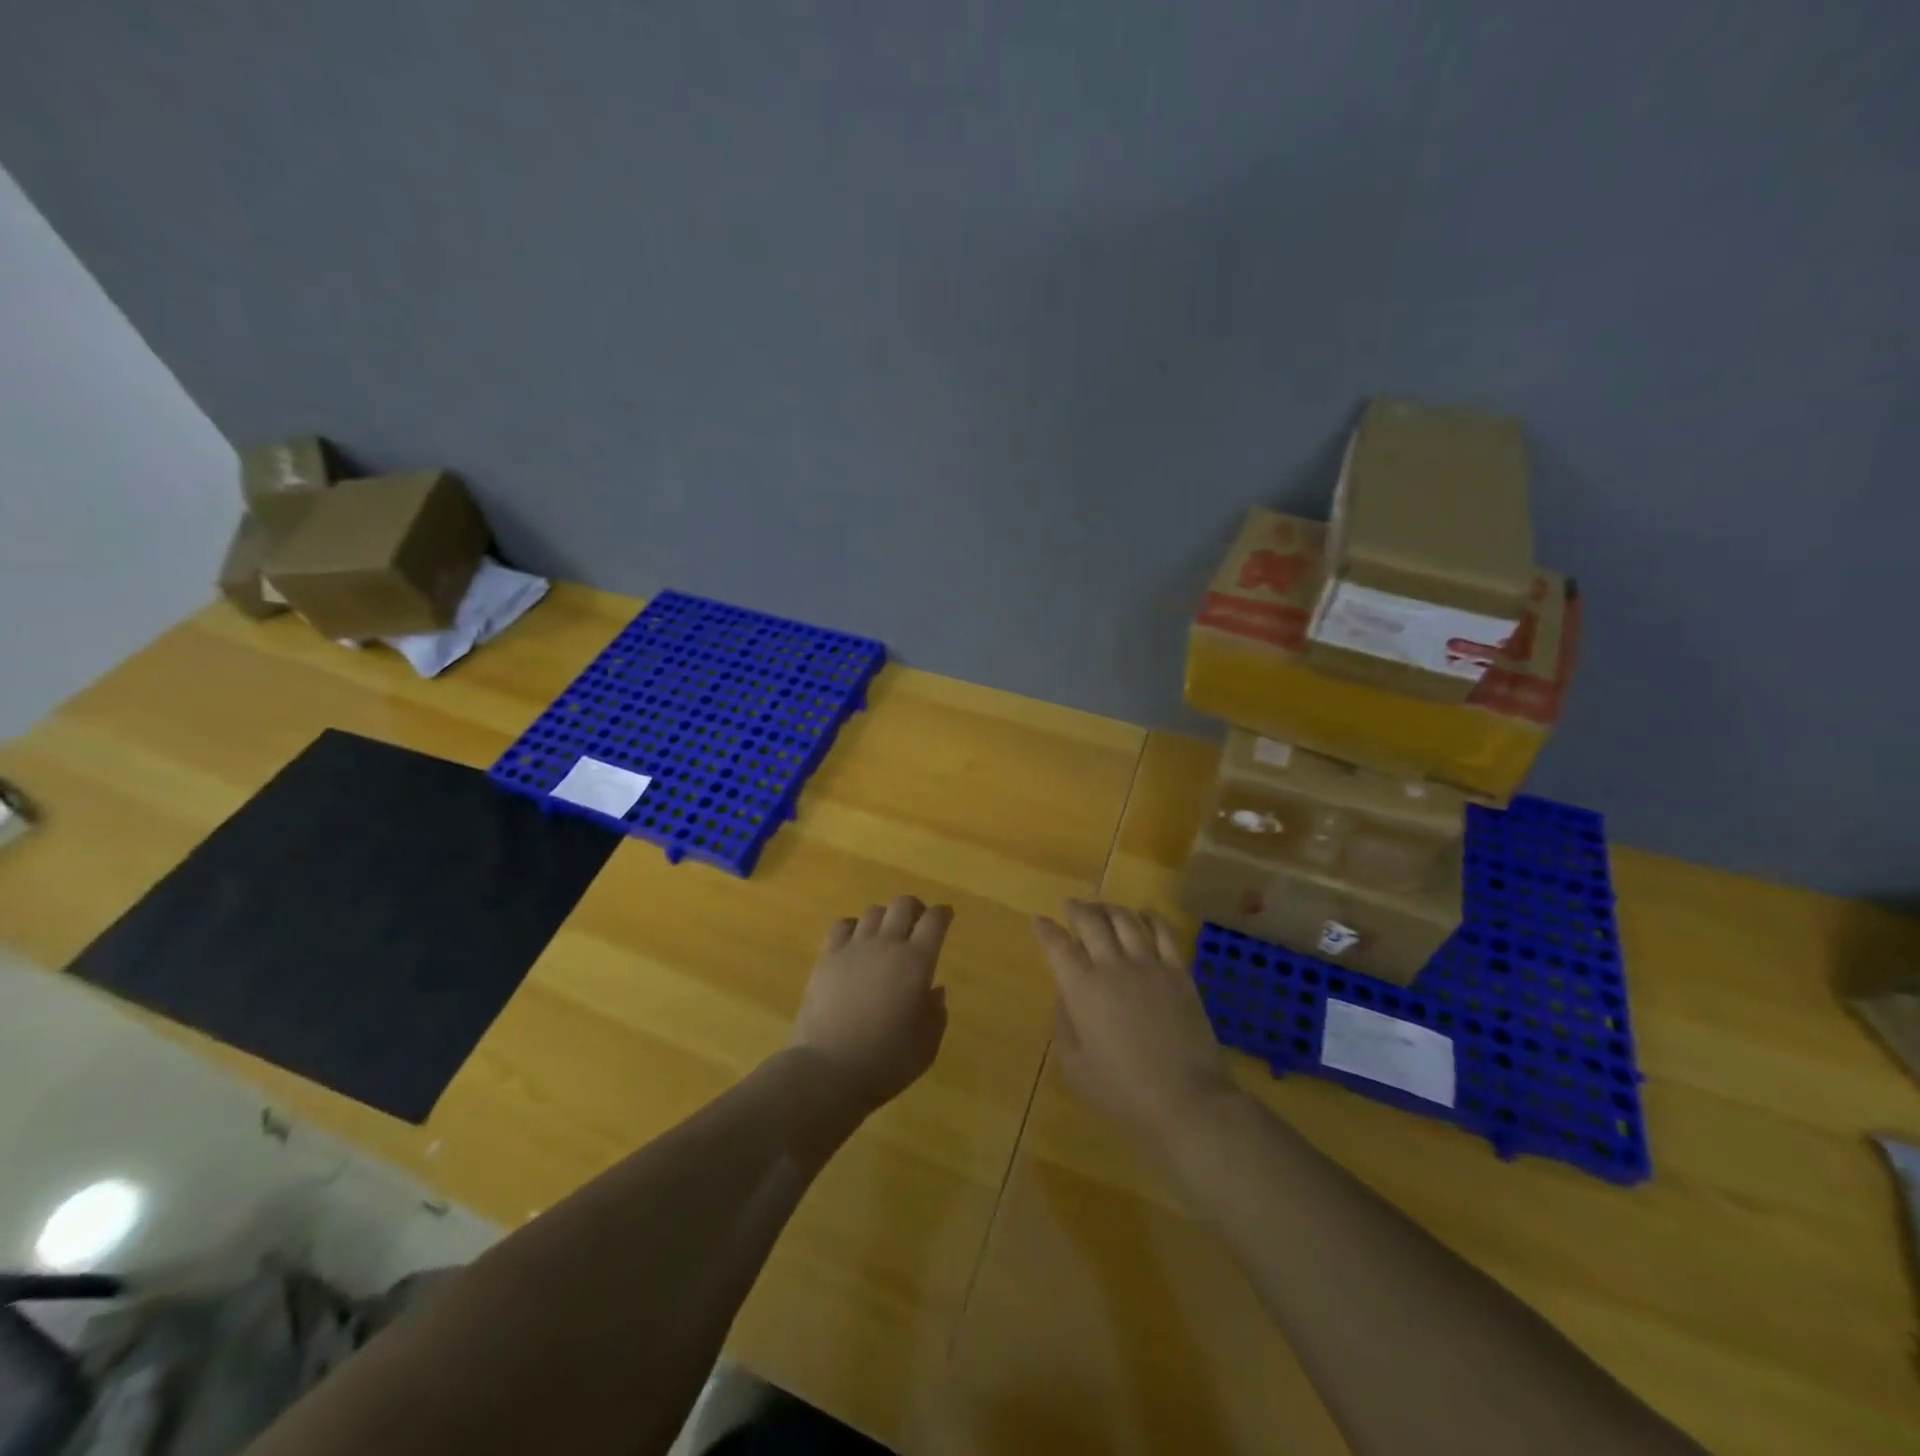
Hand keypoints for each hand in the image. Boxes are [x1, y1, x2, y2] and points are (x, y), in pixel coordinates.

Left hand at [792, 896, 951, 1106]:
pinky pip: (842, 925)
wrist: (829, 1069)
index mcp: (917, 962)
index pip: (935, 920)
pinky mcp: (827, 957)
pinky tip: (855, 943)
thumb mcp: (927, 1045)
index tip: (946, 916)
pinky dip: (853, 927)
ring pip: (874, 911)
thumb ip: (936, 1013)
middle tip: (918, 924)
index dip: (943, 914)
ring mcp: (854, 947)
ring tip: (885, 935)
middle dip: (915, 909)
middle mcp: (887, 944)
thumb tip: (934, 990)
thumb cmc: (887, 1061)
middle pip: (903, 905)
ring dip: (885, 918)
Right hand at [1037, 900, 1237, 1144]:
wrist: (1185, 1099)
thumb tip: (1064, 994)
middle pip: (1091, 921)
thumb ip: (1063, 1023)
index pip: (1057, 945)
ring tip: (1102, 907)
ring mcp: (1149, 965)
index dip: (1046, 929)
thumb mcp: (1074, 1065)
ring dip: (1109, 908)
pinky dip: (1151, 918)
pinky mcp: (1179, 972)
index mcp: (1082, 988)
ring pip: (1126, 920)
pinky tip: (1145, 914)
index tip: (1039, 920)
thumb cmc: (1121, 1090)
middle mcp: (1113, 966)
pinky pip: (1164, 933)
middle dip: (1076, 908)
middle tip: (1069, 904)